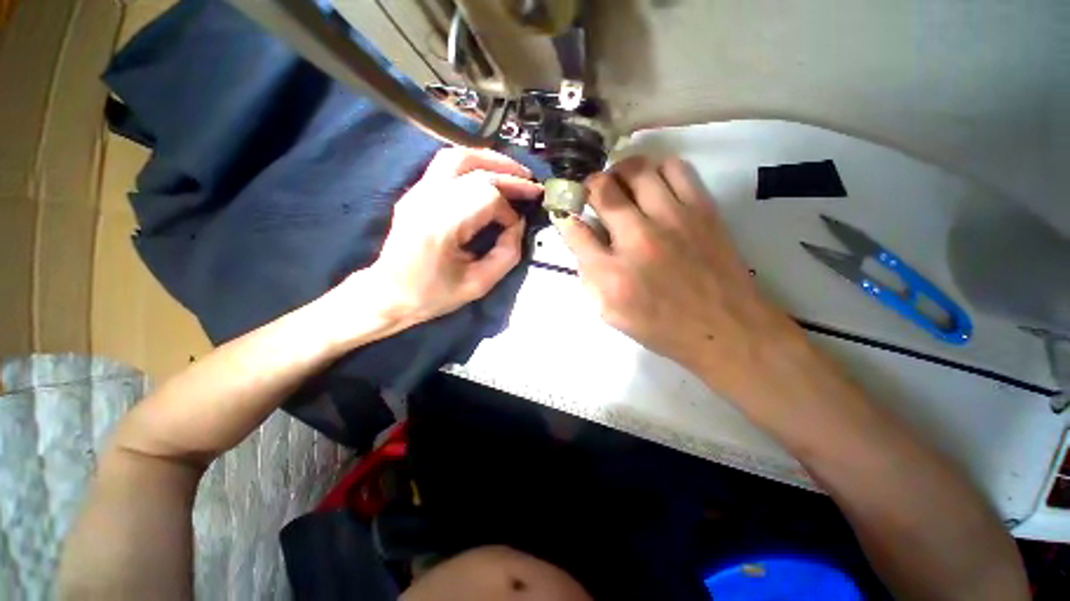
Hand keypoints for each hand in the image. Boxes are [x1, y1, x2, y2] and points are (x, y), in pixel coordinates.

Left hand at [353, 148, 541, 327]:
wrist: (389, 293)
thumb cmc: (433, 294)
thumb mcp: (478, 284)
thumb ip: (506, 254)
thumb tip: (518, 225)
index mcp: (441, 225)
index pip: (486, 197)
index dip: (508, 210)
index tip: (516, 227)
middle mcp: (427, 199)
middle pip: (476, 172)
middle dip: (510, 177)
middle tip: (533, 187)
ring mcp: (418, 191)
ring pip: (459, 156)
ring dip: (492, 160)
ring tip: (515, 172)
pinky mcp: (416, 191)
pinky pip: (447, 163)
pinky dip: (475, 164)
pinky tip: (490, 174)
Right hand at [554, 156, 803, 390]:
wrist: (726, 329)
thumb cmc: (663, 327)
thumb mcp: (612, 314)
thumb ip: (590, 278)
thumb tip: (582, 243)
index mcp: (612, 275)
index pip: (574, 230)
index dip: (566, 217)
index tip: (567, 215)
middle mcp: (638, 239)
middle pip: (602, 189)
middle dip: (588, 187)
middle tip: (592, 196)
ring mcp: (672, 219)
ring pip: (636, 169)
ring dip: (619, 173)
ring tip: (620, 186)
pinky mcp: (702, 208)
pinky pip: (675, 168)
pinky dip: (657, 170)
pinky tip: (653, 187)